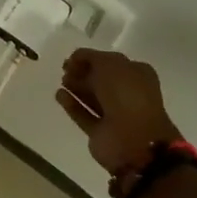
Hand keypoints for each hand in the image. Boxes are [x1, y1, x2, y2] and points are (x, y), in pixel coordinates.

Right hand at [55, 49, 183, 176]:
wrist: (133, 140)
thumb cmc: (126, 94)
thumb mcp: (109, 64)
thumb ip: (91, 57)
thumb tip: (76, 59)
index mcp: (137, 75)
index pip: (112, 62)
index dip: (91, 58)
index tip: (72, 58)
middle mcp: (128, 94)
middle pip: (101, 80)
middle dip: (82, 73)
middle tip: (65, 69)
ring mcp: (115, 115)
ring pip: (92, 98)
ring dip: (76, 88)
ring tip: (61, 81)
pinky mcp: (101, 133)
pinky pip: (84, 115)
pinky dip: (72, 105)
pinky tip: (59, 95)